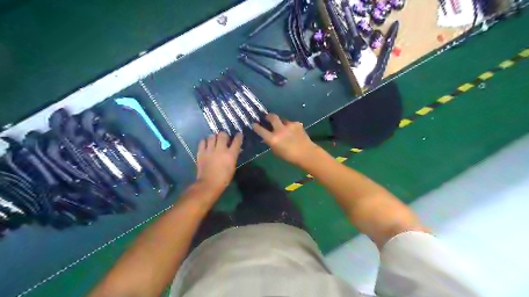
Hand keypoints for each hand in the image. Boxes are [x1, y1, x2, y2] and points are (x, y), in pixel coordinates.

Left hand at [195, 133, 241, 193]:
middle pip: (223, 135)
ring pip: (211, 136)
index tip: (239, 135)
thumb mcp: (232, 167)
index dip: (238, 136)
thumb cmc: (224, 179)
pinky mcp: (201, 152)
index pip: (237, 141)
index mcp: (230, 154)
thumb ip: (233, 157)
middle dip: (224, 135)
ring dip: (214, 137)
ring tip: (214, 140)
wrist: (208, 184)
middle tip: (224, 138)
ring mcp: (210, 150)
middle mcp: (220, 149)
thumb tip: (236, 150)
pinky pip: (202, 142)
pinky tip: (206, 144)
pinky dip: (205, 141)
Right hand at [252, 112, 314, 165]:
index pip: (260, 130)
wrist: (307, 154)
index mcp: (273, 139)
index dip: (256, 126)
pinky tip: (293, 132)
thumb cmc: (289, 157)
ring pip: (283, 120)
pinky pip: (291, 123)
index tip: (254, 124)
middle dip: (268, 116)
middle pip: (272, 117)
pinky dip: (291, 127)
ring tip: (284, 128)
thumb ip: (271, 143)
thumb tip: (267, 138)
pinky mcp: (297, 124)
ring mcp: (289, 125)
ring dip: (282, 123)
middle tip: (267, 117)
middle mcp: (280, 130)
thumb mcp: (276, 151)